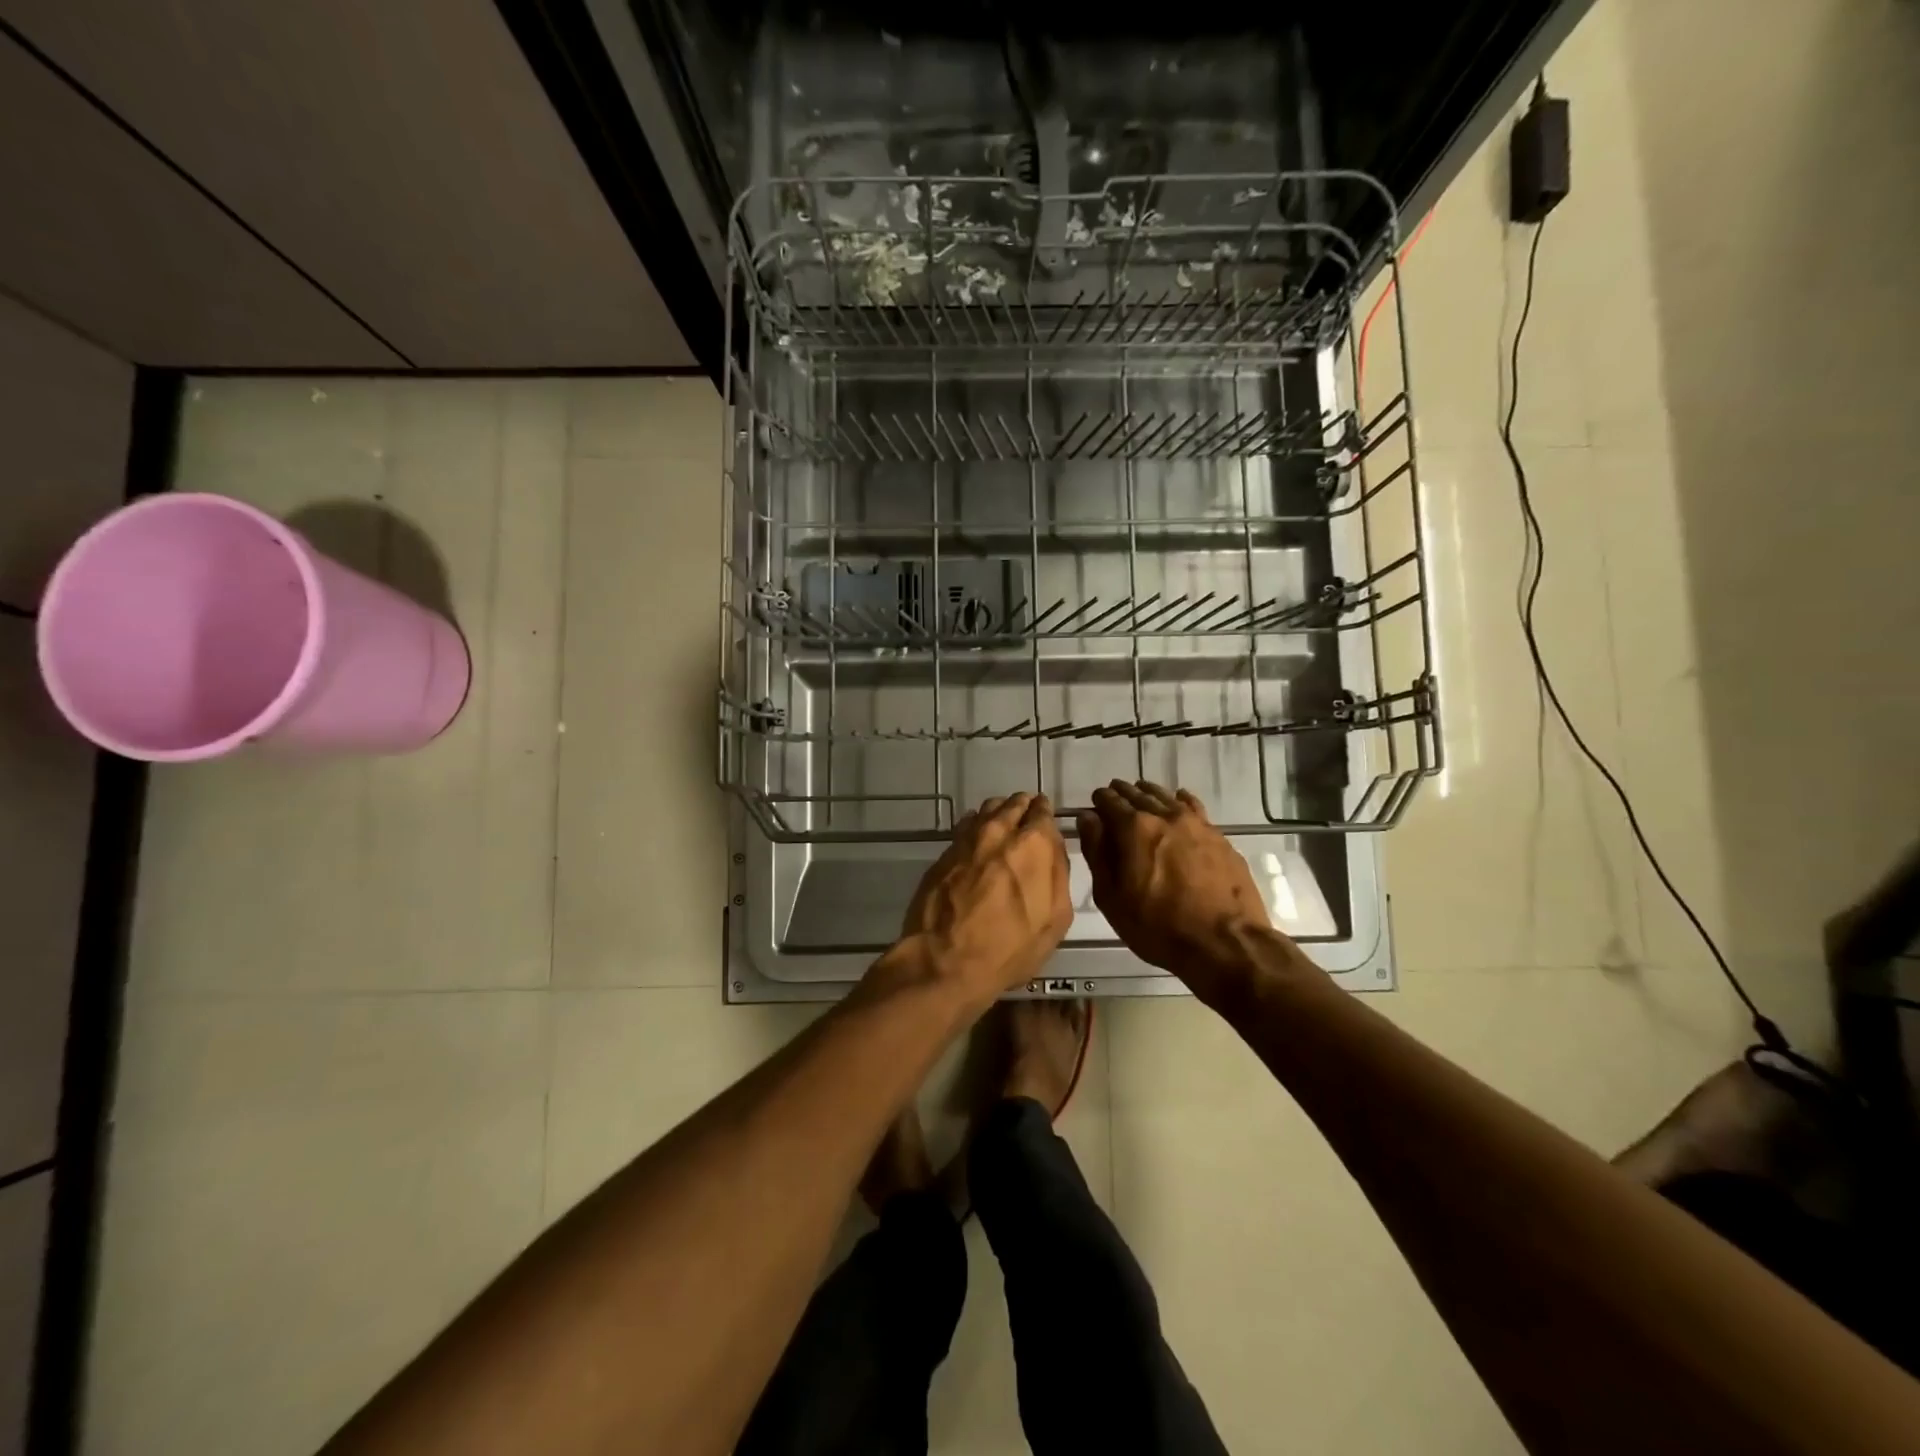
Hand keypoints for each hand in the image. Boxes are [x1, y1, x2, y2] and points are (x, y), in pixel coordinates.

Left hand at [897, 792, 1073, 999]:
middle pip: (1014, 804)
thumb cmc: (1009, 947)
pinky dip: (976, 827)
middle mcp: (1000, 830)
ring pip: (987, 809)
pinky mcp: (945, 852)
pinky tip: (978, 841)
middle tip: (1027, 822)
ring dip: (999, 813)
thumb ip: (1059, 874)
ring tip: (1003, 829)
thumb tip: (1054, 847)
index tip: (1046, 822)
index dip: (1046, 815)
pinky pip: (965, 826)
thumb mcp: (1055, 919)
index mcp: (1033, 844)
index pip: (1043, 811)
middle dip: (1023, 809)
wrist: (945, 960)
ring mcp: (968, 838)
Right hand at [1076, 780, 1274, 982]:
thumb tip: (1088, 819)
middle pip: (1138, 794)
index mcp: (1133, 828)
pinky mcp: (1218, 836)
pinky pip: (1194, 807)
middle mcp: (1164, 815)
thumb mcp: (1112, 897)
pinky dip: (1180, 800)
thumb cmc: (1158, 926)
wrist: (1224, 943)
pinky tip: (1178, 800)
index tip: (1094, 804)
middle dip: (1122, 793)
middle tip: (1113, 795)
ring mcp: (1196, 824)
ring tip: (1141, 794)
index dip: (1099, 801)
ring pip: (1166, 797)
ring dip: (1149, 793)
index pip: (1109, 801)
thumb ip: (1097, 852)